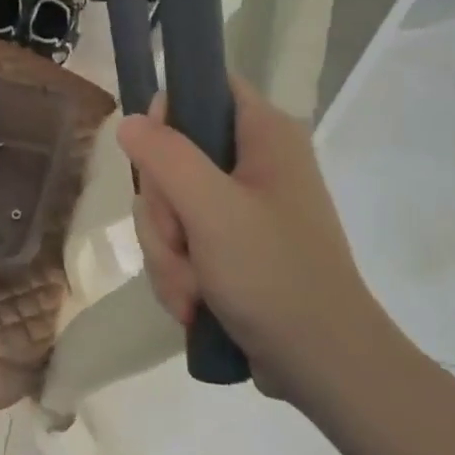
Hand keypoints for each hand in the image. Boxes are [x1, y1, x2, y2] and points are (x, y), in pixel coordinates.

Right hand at [118, 79, 391, 407]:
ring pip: (169, 203)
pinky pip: (179, 239)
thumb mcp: (212, 210)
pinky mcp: (232, 245)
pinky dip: (178, 271)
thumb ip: (166, 157)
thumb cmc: (276, 277)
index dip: (169, 111)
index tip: (155, 157)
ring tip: (192, 289)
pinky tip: (194, 302)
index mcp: (264, 134)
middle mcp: (254, 161)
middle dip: (164, 209)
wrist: (325, 369)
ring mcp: (242, 206)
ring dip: (167, 250)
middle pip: (172, 152)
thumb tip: (129, 122)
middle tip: (181, 242)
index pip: (205, 85)